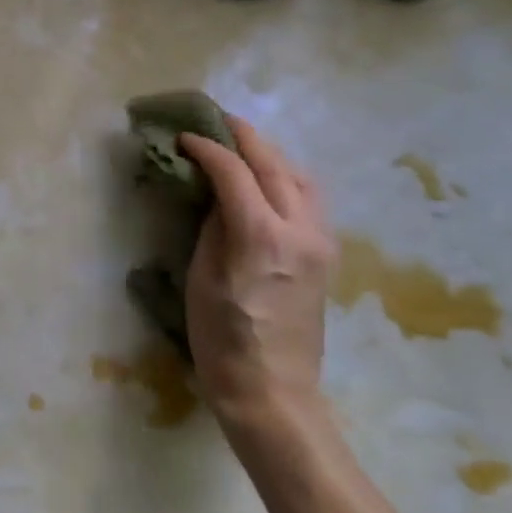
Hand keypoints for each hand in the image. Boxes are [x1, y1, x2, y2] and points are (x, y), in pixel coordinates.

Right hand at [178, 120, 333, 433]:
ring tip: (243, 146)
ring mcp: (321, 241)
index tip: (184, 136)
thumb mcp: (202, 278)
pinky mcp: (327, 255)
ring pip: (300, 176)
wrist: (273, 392)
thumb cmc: (222, 340)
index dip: (207, 148)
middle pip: (273, 163)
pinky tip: (268, 180)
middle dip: (243, 136)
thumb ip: (213, 226)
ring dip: (270, 154)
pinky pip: (310, 199)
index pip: (234, 171)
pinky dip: (287, 177)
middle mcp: (300, 229)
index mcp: (261, 236)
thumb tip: (218, 194)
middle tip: (216, 120)